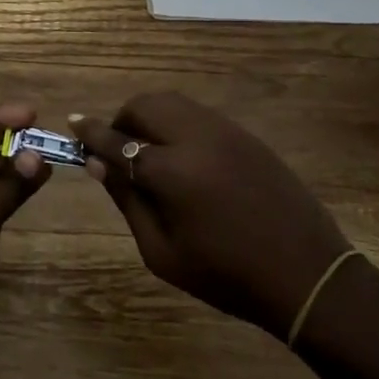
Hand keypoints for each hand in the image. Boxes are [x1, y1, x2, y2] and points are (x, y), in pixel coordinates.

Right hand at [71, 93, 349, 339]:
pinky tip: (183, 156)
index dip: (91, 131)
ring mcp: (227, 132)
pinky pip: (200, 115)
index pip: (118, 139)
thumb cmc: (225, 275)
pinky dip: (178, 123)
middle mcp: (197, 138)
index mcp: (172, 172)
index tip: (73, 123)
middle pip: (146, 105)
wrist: (305, 274)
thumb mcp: (162, 252)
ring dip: (151, 117)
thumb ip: (127, 201)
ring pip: (174, 103)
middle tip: (116, 148)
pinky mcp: (247, 136)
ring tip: (148, 151)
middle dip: (122, 119)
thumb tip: (96, 163)